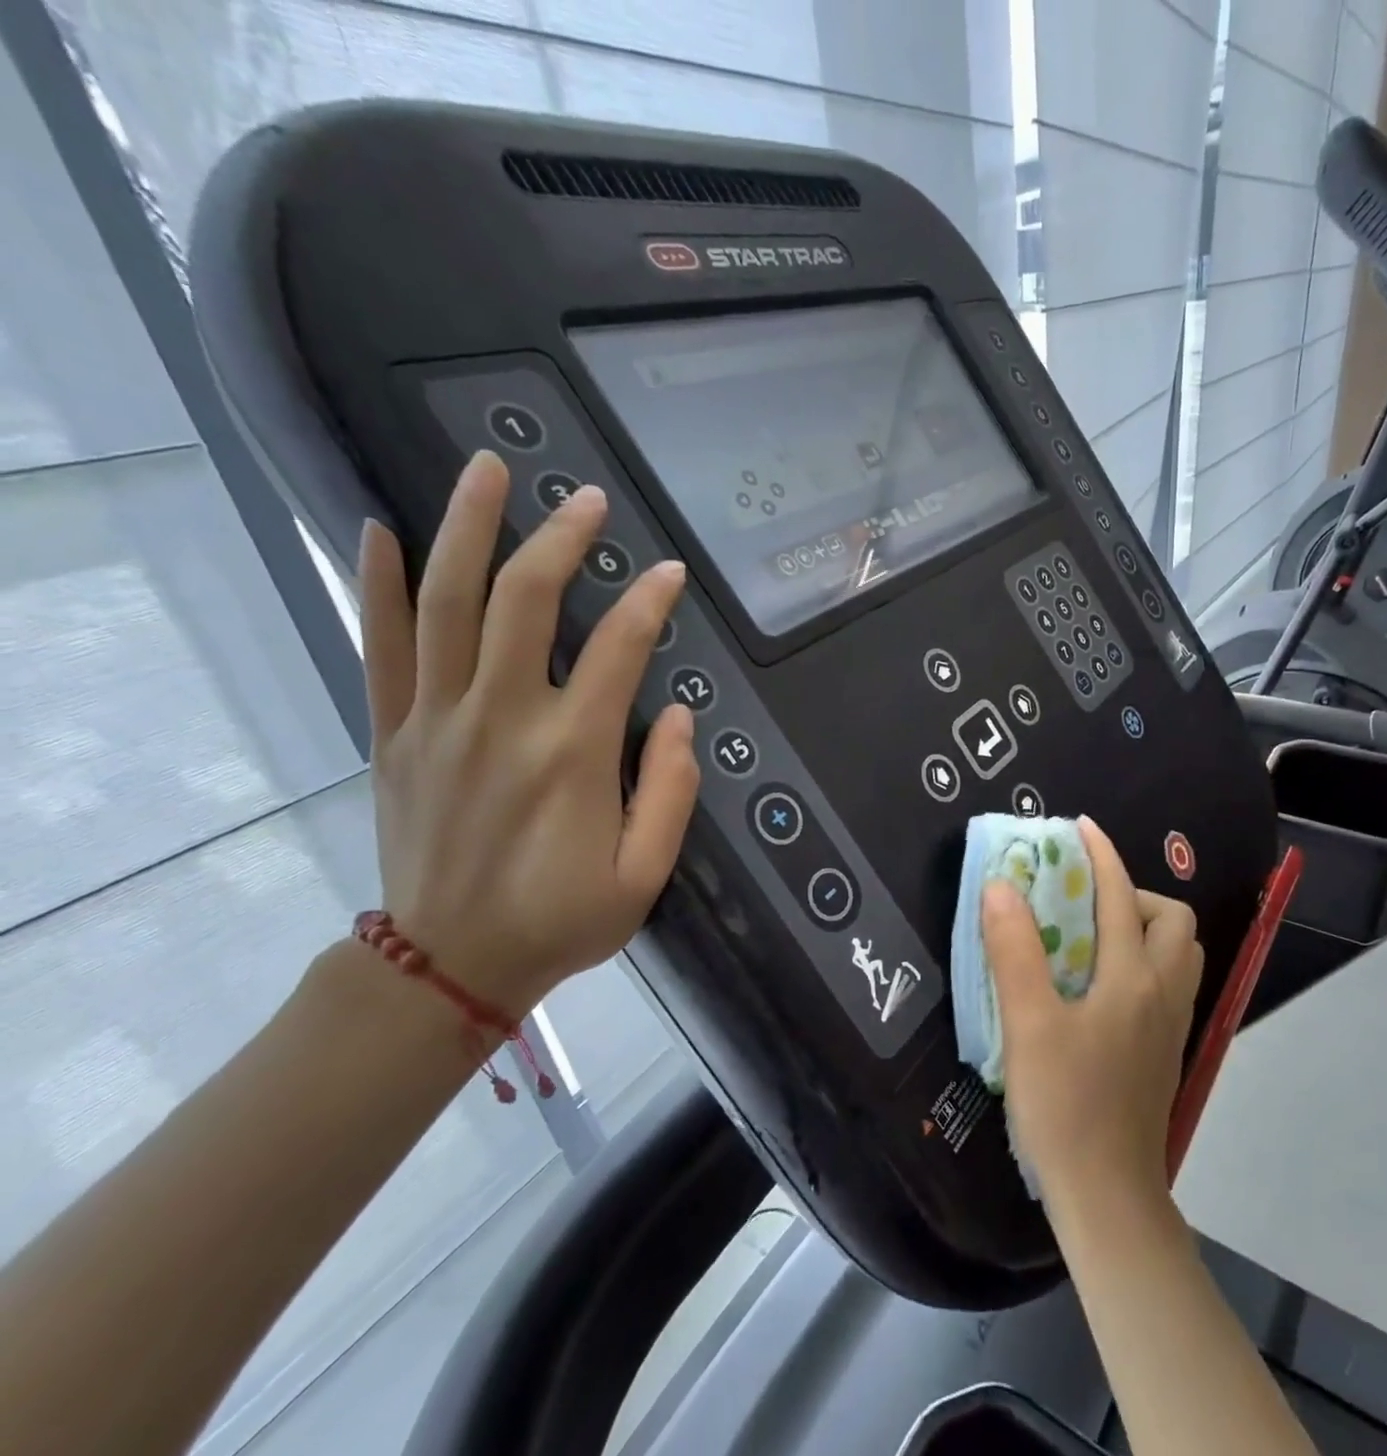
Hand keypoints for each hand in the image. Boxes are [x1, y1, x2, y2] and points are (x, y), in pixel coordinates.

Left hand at [358, 450, 699, 1017]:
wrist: (449, 966)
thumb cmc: (562, 919)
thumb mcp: (644, 873)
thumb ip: (671, 792)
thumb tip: (678, 718)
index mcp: (572, 753)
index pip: (618, 649)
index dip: (650, 603)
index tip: (670, 572)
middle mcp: (501, 718)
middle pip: (524, 602)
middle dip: (560, 538)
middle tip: (588, 497)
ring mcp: (437, 720)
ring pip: (447, 603)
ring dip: (467, 528)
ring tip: (488, 469)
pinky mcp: (394, 734)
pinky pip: (381, 646)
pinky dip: (381, 584)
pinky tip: (381, 530)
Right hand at [981, 818, 1203, 1212]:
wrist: (1108, 1197)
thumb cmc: (1065, 1106)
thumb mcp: (1029, 1024)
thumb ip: (1014, 950)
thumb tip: (1001, 885)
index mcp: (1134, 978)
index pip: (1122, 896)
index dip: (1101, 855)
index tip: (1079, 827)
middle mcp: (1164, 993)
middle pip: (1173, 920)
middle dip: (1134, 895)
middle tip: (1084, 904)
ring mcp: (1172, 1025)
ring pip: (1178, 953)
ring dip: (1145, 928)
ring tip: (1094, 939)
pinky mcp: (1166, 1051)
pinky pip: (1169, 983)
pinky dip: (1145, 962)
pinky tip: (1102, 985)